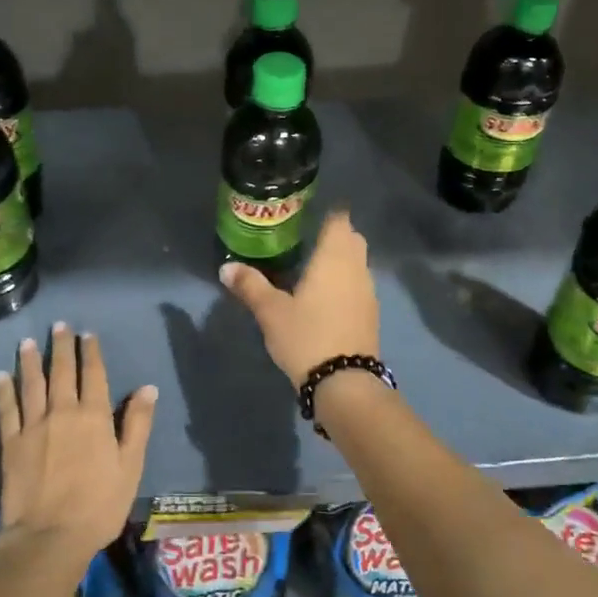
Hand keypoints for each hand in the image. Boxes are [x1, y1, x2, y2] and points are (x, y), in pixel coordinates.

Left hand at [0, 324, 155, 568]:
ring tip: (27, 341)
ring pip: (32, 384)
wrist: (49, 536)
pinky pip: (6, 410)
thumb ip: (138, 424)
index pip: (94, 375)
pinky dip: (3, 390)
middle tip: (58, 325)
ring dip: (30, 361)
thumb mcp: (130, 466)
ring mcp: (34, 427)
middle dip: (61, 347)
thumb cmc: (99, 504)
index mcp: (95, 416)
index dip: (90, 352)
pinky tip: (0, 375)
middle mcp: (63, 412)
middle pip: (62, 372)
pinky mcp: (10, 444)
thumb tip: (147, 388)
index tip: (86, 333)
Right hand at [218, 209, 379, 386]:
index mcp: (334, 258)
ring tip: (313, 269)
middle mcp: (356, 268)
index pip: (340, 221)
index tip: (309, 216)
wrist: (345, 382)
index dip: (328, 214)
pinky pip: (359, 285)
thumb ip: (250, 286)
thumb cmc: (306, 336)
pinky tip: (326, 298)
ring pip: (358, 263)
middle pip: (352, 239)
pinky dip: (346, 283)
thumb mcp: (271, 311)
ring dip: (342, 260)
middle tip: (307, 241)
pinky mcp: (371, 314)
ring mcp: (368, 292)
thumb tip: (226, 267)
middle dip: (335, 236)